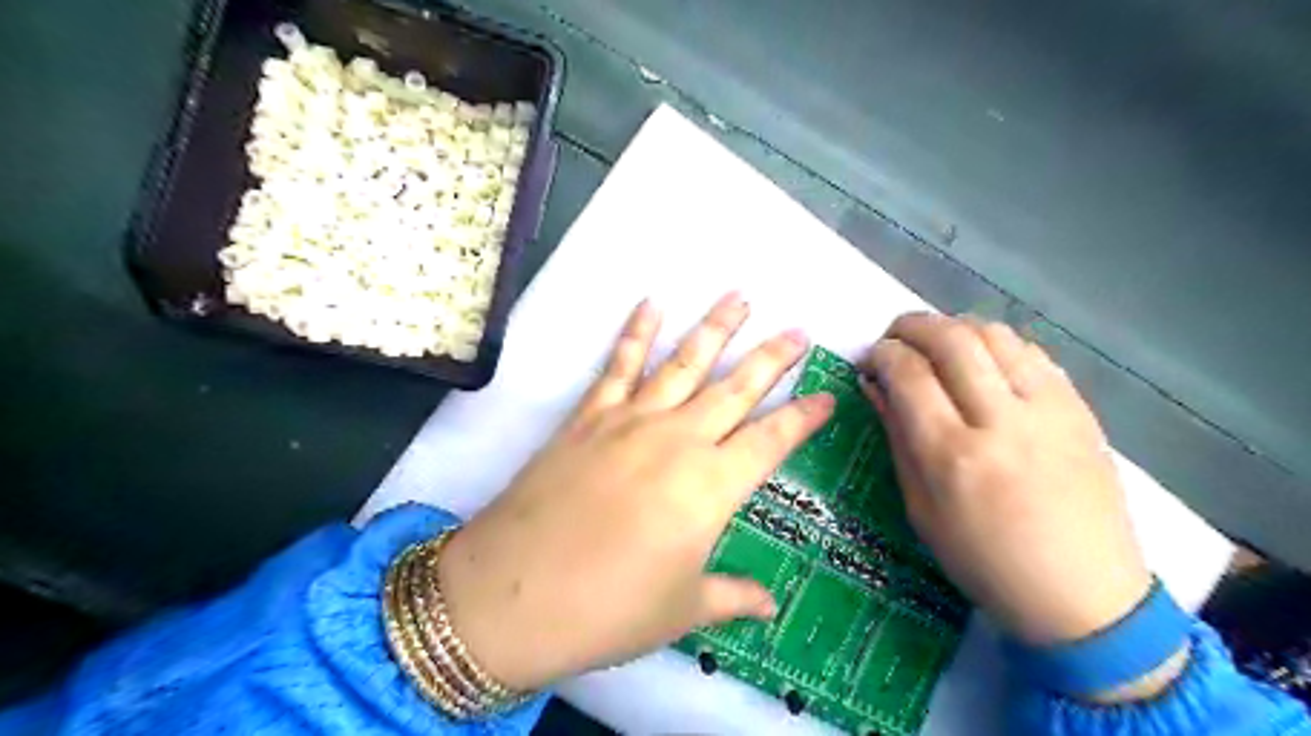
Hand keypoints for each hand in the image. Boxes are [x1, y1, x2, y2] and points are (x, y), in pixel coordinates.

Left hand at [438, 291, 827, 690]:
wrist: (513, 596)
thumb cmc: (608, 610)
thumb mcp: (681, 611)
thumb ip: (732, 598)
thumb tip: (770, 606)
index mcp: (711, 487)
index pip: (772, 441)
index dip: (803, 417)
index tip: (827, 394)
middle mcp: (678, 440)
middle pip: (735, 388)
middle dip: (771, 357)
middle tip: (797, 331)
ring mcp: (630, 421)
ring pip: (683, 362)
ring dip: (714, 327)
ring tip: (739, 297)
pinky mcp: (589, 417)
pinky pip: (618, 365)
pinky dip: (636, 332)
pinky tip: (651, 303)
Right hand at [868, 315, 1150, 646]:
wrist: (1082, 595)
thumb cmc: (984, 561)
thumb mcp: (920, 509)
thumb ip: (897, 438)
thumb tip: (875, 385)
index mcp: (952, 456)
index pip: (908, 374)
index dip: (881, 355)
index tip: (870, 359)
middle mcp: (1000, 422)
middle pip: (951, 339)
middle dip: (911, 325)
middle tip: (894, 337)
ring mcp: (1047, 411)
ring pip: (994, 334)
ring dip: (954, 327)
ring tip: (935, 345)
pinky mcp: (1079, 409)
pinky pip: (1031, 351)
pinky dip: (995, 343)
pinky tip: (982, 362)